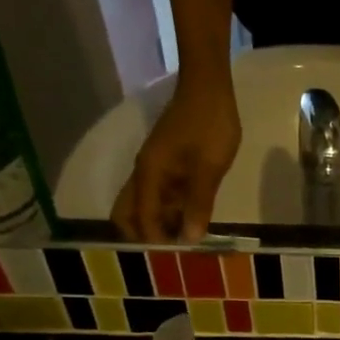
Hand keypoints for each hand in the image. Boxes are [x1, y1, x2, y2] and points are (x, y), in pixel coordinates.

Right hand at [112, 75, 241, 243]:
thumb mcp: (209, 168)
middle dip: (146, 233)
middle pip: (129, 213)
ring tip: (189, 236)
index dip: (155, 239)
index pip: (140, 218)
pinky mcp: (167, 163)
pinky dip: (172, 209)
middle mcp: (145, 173)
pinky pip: (161, 194)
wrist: (209, 86)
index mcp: (149, 174)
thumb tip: (189, 239)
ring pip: (145, 204)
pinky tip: (194, 216)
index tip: (179, 252)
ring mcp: (155, 168)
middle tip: (177, 246)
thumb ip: (199, 204)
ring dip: (161, 222)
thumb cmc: (210, 125)